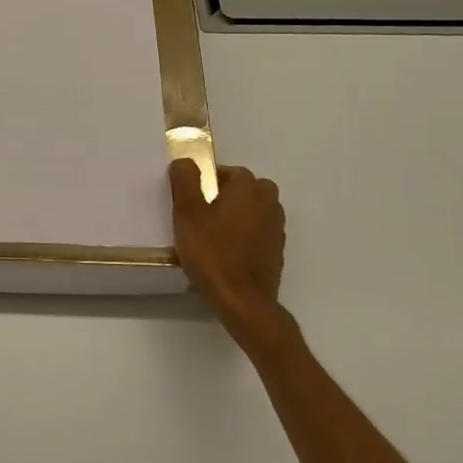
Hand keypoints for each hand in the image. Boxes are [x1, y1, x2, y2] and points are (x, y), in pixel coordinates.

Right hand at [168, 158, 284, 317]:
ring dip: (239, 214)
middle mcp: (268, 203)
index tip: (192, 199)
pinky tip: (228, 252)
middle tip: (203, 214)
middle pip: (248, 188)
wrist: (243, 301)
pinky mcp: (277, 251)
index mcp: (248, 189)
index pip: (229, 171)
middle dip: (228, 195)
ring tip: (215, 233)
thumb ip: (185, 181)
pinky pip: (260, 232)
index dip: (208, 181)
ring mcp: (277, 228)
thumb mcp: (187, 213)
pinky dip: (247, 235)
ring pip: (256, 210)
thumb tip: (185, 161)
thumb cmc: (212, 253)